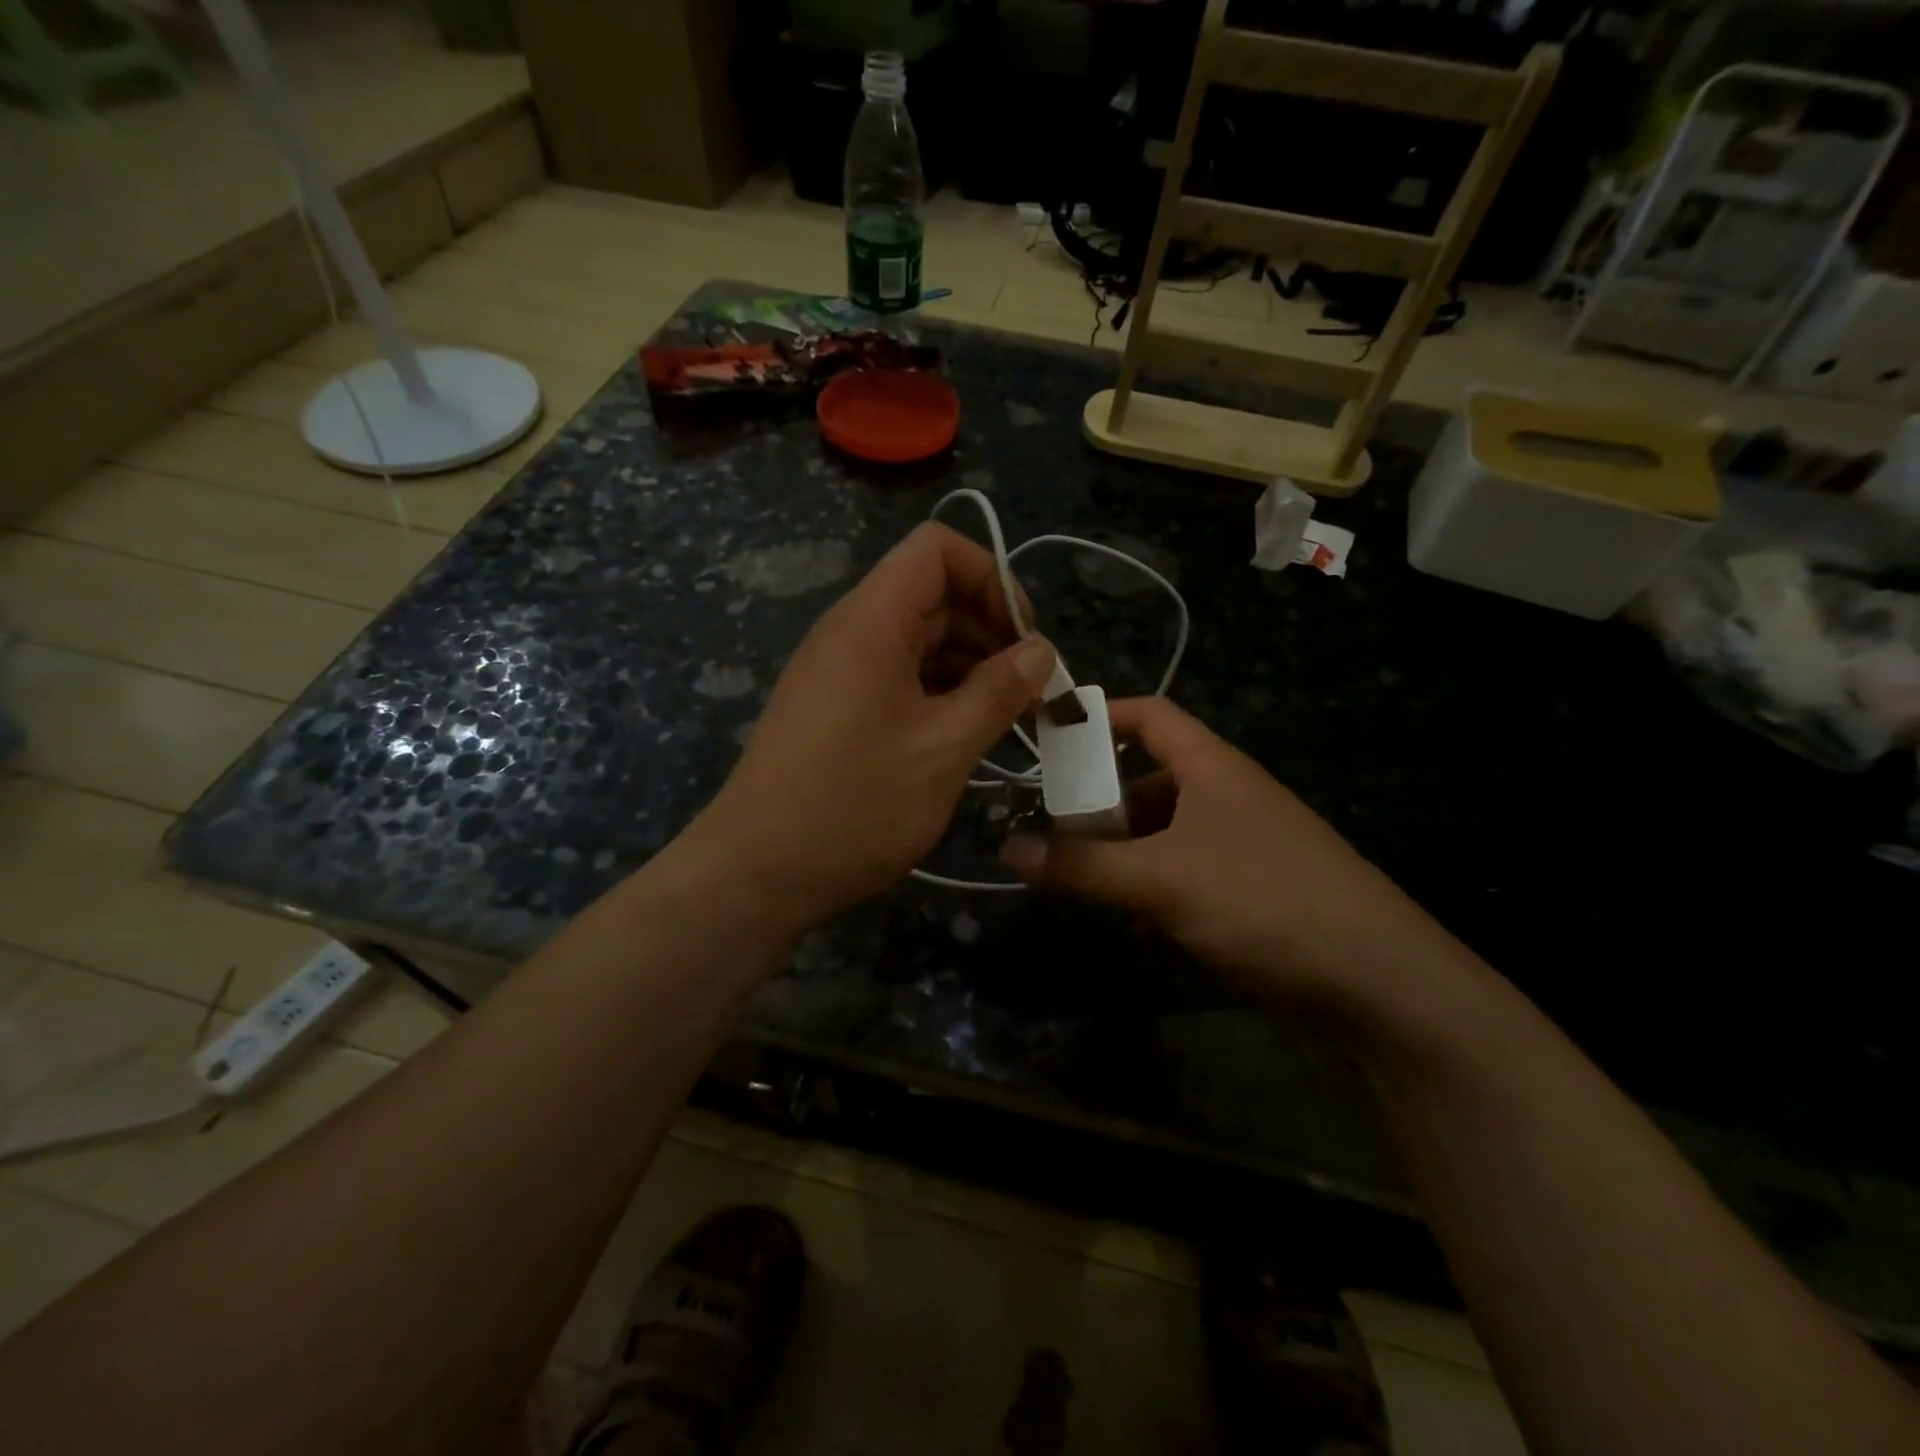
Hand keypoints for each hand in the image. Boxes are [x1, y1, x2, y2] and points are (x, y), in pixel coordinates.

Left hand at [689, 523, 1055, 927]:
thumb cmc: (854, 806)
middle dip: (992, 632)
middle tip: (1033, 692)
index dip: (991, 578)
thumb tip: (1041, 651)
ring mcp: (840, 672)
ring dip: (971, 668)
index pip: (937, 550)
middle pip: (933, 596)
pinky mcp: (837, 709)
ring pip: (919, 641)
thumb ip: (998, 692)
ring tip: (1009, 719)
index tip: (1026, 639)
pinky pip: (899, 678)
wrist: (758, 873)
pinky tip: (967, 736)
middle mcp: (851, 633)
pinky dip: (940, 694)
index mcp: (871, 622)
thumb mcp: (943, 749)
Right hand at [1000, 697, 1465, 1013]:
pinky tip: (1143, 923)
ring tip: (1091, 883)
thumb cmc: (1262, 902)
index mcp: (1213, 767)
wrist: (1380, 982)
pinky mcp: (1260, 884)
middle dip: (1104, 802)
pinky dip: (1160, 883)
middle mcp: (1232, 793)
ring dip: (1130, 851)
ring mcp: (1249, 840)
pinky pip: (1193, 867)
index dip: (1101, 717)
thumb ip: (1081, 866)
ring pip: (1171, 829)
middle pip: (1153, 777)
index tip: (1051, 739)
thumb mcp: (1159, 880)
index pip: (1150, 716)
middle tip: (1058, 832)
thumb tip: (1008, 847)